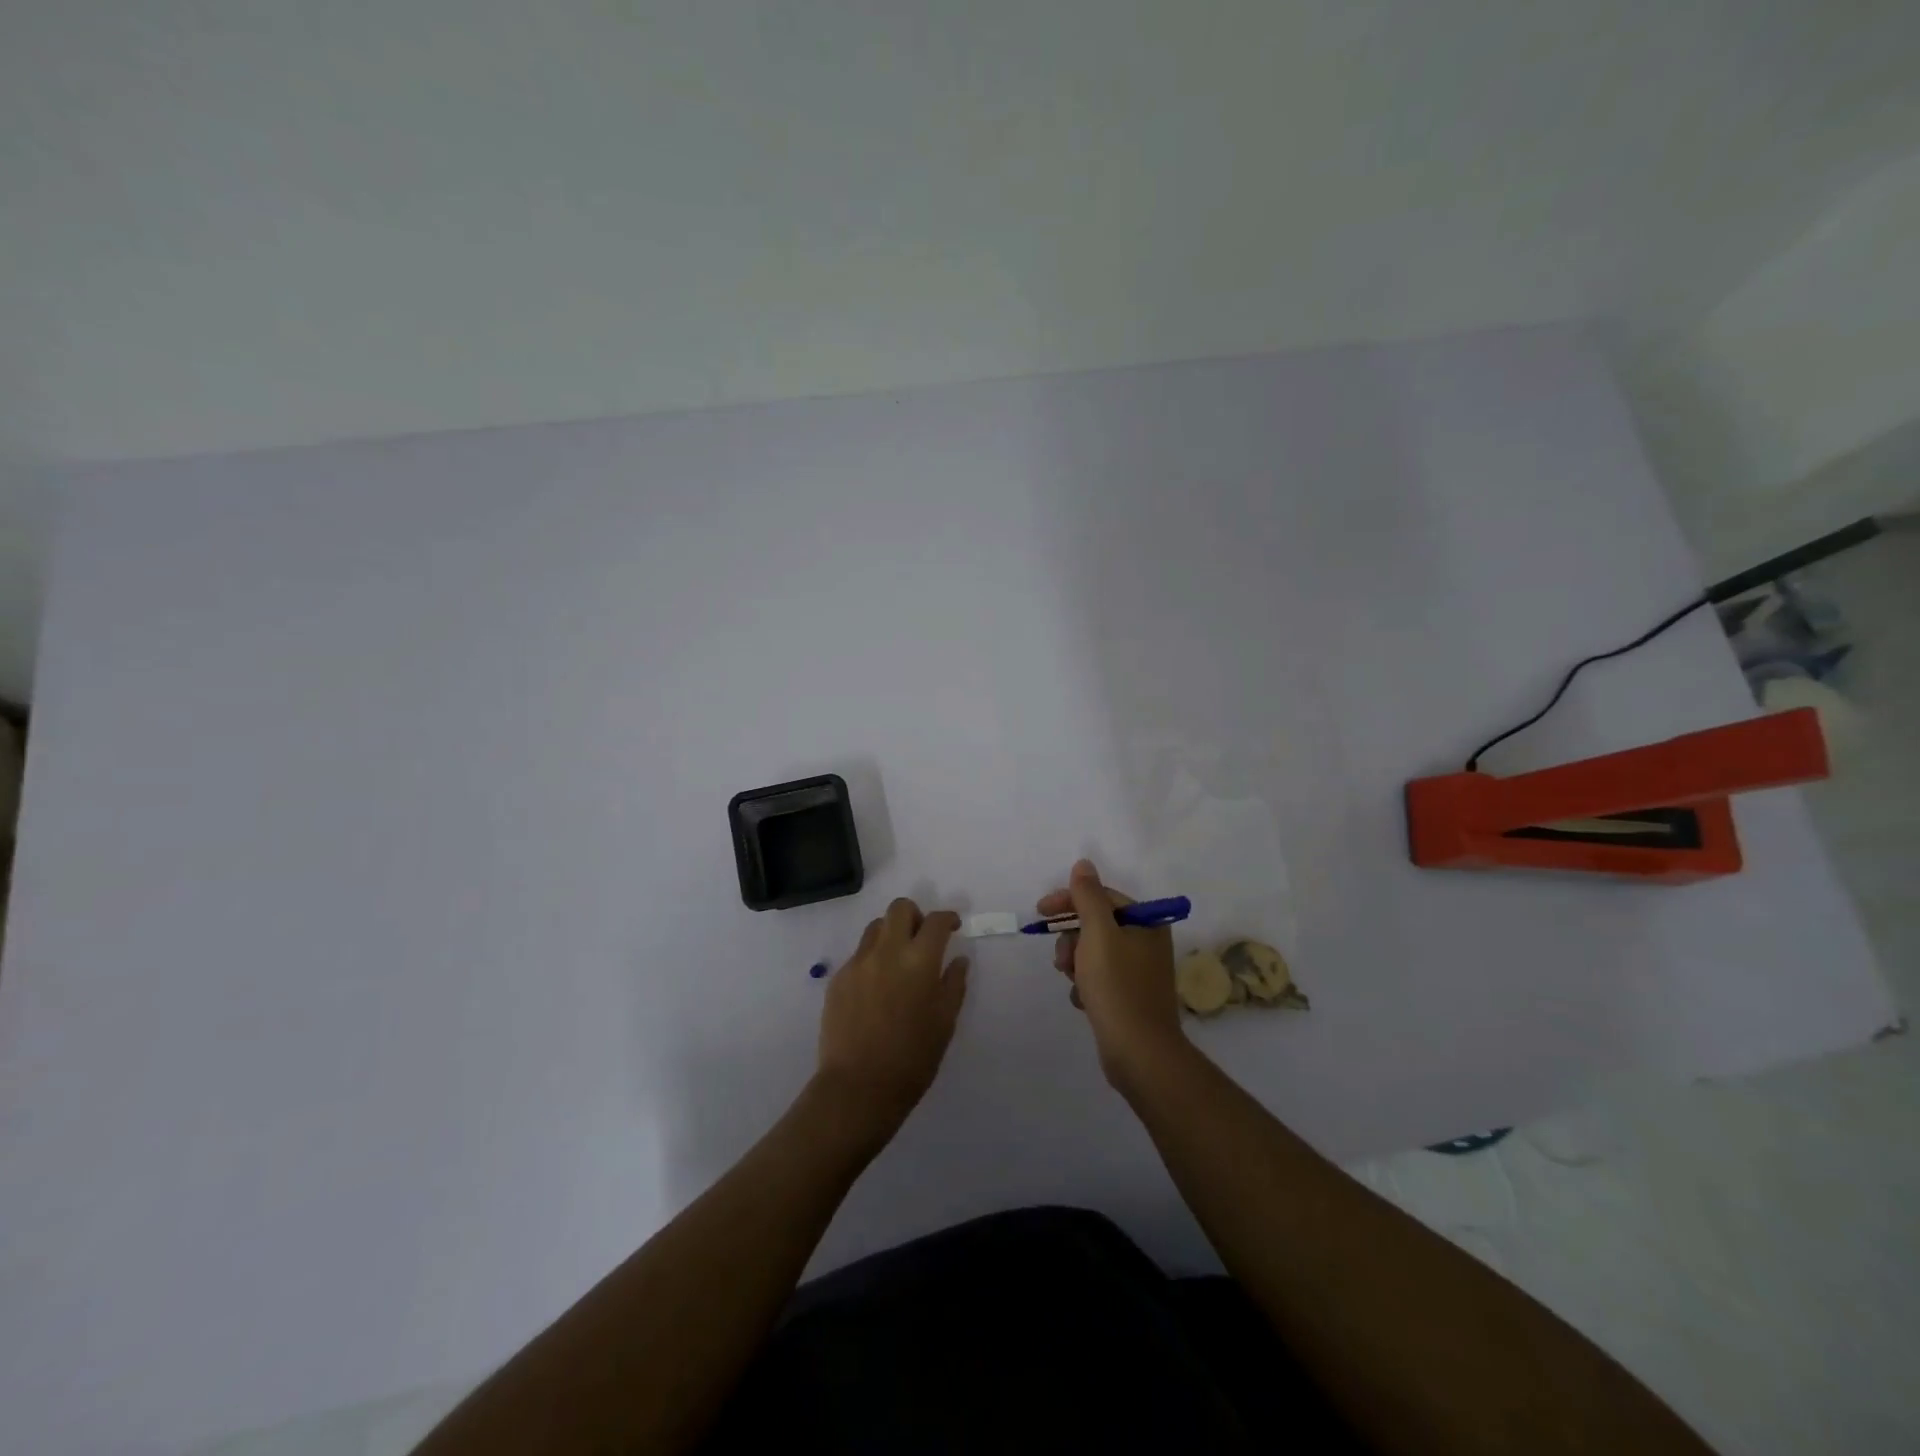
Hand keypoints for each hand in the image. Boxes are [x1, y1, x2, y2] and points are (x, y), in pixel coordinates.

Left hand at [815, 898, 969, 1126]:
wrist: (858, 1087)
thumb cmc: (912, 1059)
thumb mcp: (945, 1023)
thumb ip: (954, 984)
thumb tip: (958, 959)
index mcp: (919, 961)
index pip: (936, 921)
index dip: (948, 918)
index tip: (952, 926)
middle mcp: (887, 951)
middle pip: (900, 908)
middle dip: (915, 915)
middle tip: (922, 938)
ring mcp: (858, 963)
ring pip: (875, 927)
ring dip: (891, 933)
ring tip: (898, 960)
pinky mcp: (838, 978)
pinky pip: (858, 954)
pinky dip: (872, 959)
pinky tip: (877, 988)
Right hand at [1039, 858, 1186, 1088]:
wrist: (1139, 1053)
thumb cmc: (1117, 986)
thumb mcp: (1097, 933)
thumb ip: (1087, 896)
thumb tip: (1083, 864)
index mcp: (1146, 923)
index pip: (1101, 897)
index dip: (1069, 901)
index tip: (1040, 912)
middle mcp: (1147, 943)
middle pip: (1096, 925)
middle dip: (1072, 938)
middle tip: (1063, 959)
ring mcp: (1139, 971)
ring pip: (1093, 952)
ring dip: (1075, 962)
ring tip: (1073, 981)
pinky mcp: (1129, 997)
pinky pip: (1099, 978)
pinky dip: (1085, 985)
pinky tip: (1082, 1001)